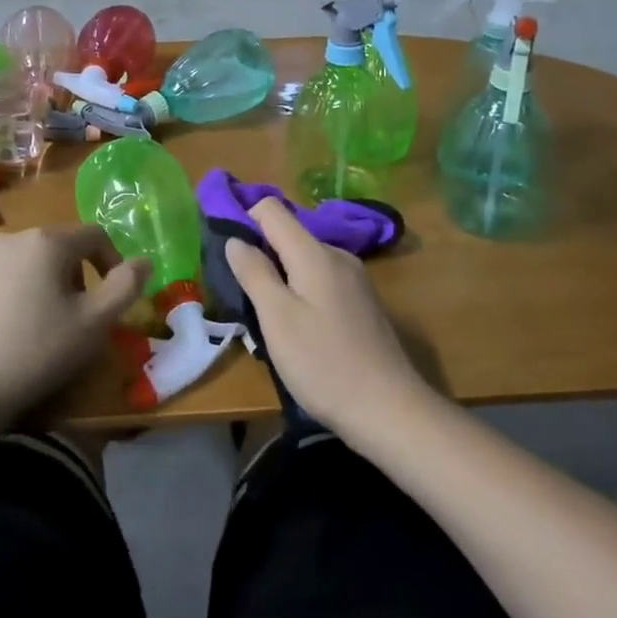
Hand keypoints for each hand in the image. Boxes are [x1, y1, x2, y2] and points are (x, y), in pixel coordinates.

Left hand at [0, 224, 149, 425]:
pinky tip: (17, 329)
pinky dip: (22, 291)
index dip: (113, 262)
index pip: (95, 235)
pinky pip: (7, 275)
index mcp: (47, 240)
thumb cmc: (37, 350)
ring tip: (50, 325)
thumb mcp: (94, 322)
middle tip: (82, 316)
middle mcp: (13, 237)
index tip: (114, 299)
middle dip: (80, 275)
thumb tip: (144, 261)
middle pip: (62, 246)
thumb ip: (126, 286)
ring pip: (34, 260)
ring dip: (51, 283)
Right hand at [224, 199, 431, 442]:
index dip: (244, 220)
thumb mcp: (277, 318)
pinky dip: (303, 291)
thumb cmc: (323, 362)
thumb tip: (235, 239)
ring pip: (305, 259)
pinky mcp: (363, 301)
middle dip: (262, 254)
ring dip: (282, 276)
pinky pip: (322, 279)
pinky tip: (301, 327)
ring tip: (270, 317)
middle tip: (245, 294)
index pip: (271, 208)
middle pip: (288, 233)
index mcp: (314, 252)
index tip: (227, 252)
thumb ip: (254, 272)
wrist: (389, 409)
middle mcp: (337, 254)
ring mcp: (354, 278)